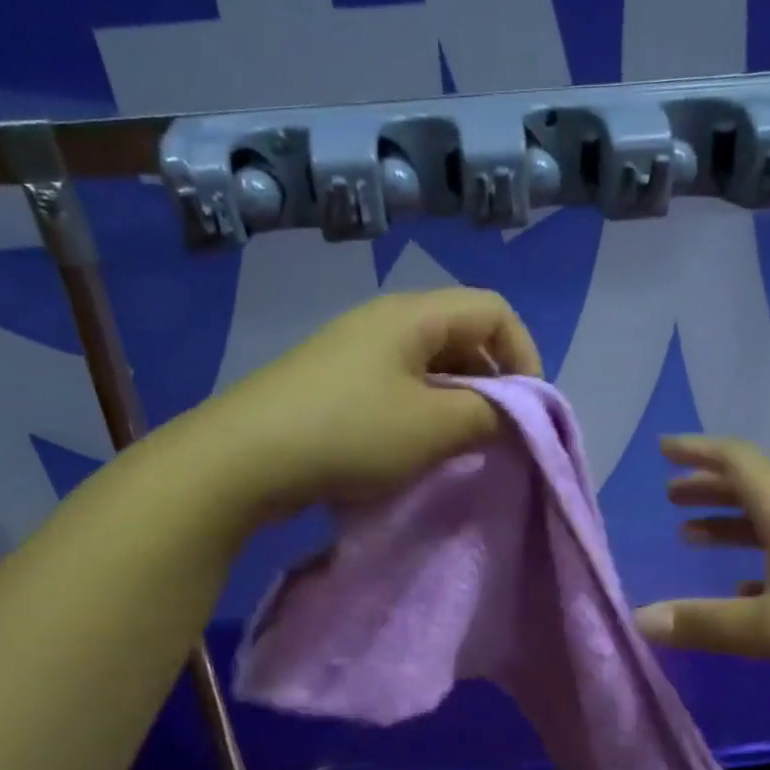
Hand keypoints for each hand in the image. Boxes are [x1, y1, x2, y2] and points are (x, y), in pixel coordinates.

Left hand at [188, 287, 541, 518]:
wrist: (243, 459)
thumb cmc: (351, 433)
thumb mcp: (435, 427)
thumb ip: (490, 416)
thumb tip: (513, 415)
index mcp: (413, 315)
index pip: (495, 310)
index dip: (524, 354)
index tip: (526, 409)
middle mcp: (384, 321)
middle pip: (462, 334)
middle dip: (492, 381)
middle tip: (495, 432)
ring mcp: (353, 351)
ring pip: (429, 365)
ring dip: (456, 401)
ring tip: (457, 445)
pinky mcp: (332, 383)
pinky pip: (397, 386)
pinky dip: (421, 412)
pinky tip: (413, 449)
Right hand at [633, 436, 769, 704]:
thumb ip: (703, 624)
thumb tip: (638, 618)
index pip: (740, 463)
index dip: (699, 451)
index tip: (663, 449)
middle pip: (752, 492)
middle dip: (707, 489)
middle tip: (670, 497)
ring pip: (768, 528)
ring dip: (728, 526)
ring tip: (691, 538)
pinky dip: (754, 568)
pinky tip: (740, 591)